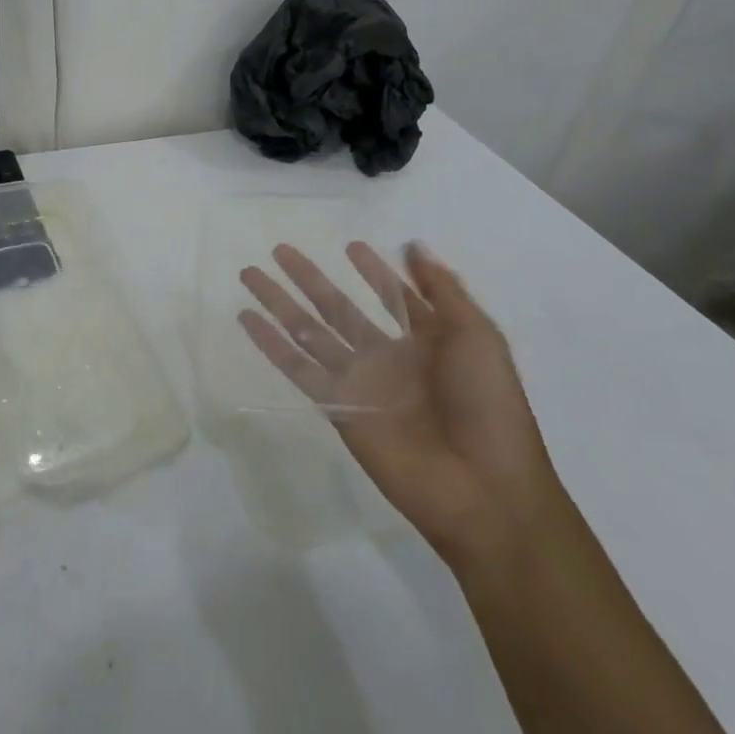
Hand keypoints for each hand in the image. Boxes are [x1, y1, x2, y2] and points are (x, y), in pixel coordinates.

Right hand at [239, 240, 559, 561]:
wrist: (481, 488)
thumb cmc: (487, 406)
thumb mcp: (478, 337)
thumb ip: (443, 290)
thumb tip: (412, 245)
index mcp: (427, 340)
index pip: (392, 296)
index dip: (374, 272)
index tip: (351, 245)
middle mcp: (387, 356)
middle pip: (338, 308)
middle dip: (310, 279)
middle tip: (280, 250)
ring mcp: (359, 381)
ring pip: (309, 331)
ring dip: (279, 303)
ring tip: (250, 274)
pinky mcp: (337, 406)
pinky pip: (297, 368)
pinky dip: (270, 344)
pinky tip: (247, 318)